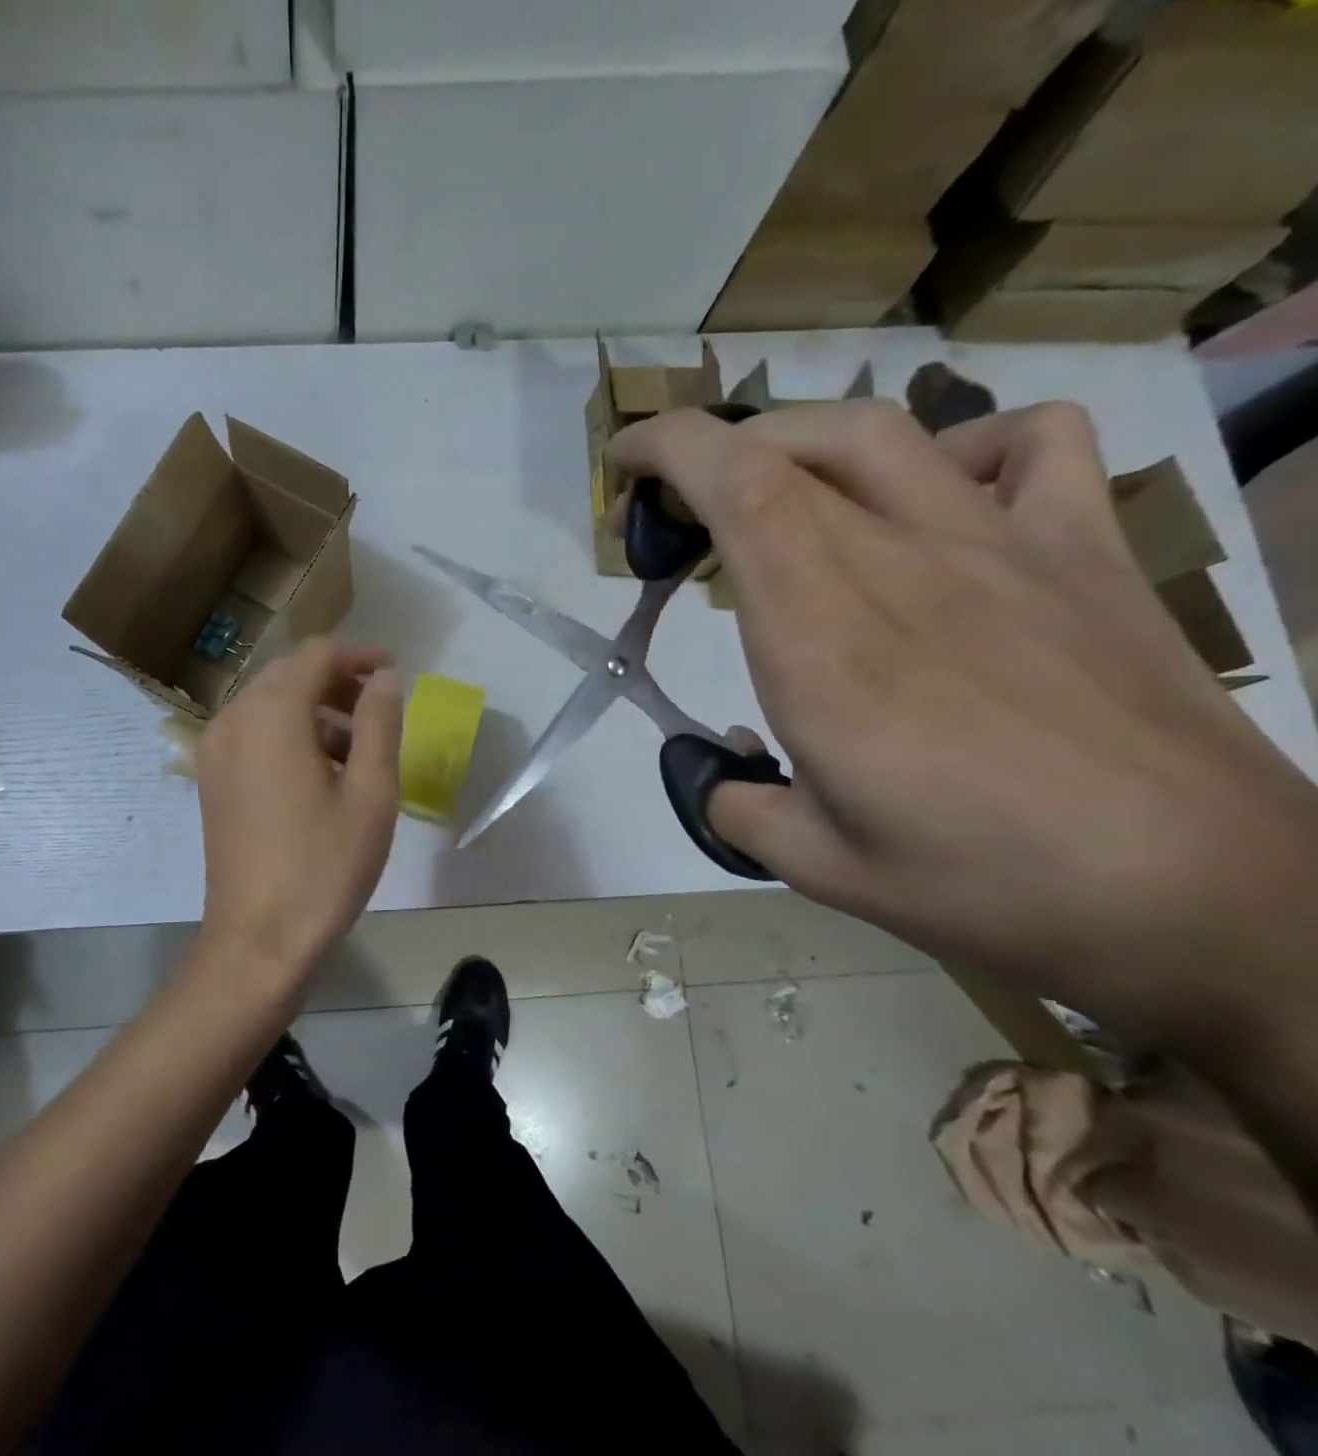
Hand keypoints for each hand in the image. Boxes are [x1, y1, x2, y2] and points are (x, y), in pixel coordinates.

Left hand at [194, 638, 403, 987]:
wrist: (258, 940)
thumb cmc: (324, 867)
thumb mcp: (371, 793)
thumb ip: (380, 723)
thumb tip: (385, 678)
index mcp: (272, 715)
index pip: (316, 655)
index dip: (359, 656)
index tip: (393, 674)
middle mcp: (233, 720)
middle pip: (288, 675)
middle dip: (336, 682)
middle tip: (378, 712)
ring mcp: (215, 751)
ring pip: (268, 704)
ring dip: (313, 710)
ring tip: (357, 750)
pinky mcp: (211, 780)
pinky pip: (252, 734)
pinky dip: (288, 734)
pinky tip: (319, 773)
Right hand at [609, 399, 1317, 1043]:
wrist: (1211, 900)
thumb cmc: (992, 888)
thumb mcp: (817, 865)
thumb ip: (733, 804)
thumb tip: (715, 769)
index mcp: (823, 642)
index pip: (740, 488)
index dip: (670, 449)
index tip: (624, 466)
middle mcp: (904, 567)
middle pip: (790, 451)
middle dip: (706, 460)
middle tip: (673, 524)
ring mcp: (1004, 547)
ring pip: (883, 434)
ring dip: (797, 445)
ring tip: (773, 498)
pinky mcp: (1085, 553)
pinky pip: (1030, 446)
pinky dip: (960, 448)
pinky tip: (936, 501)